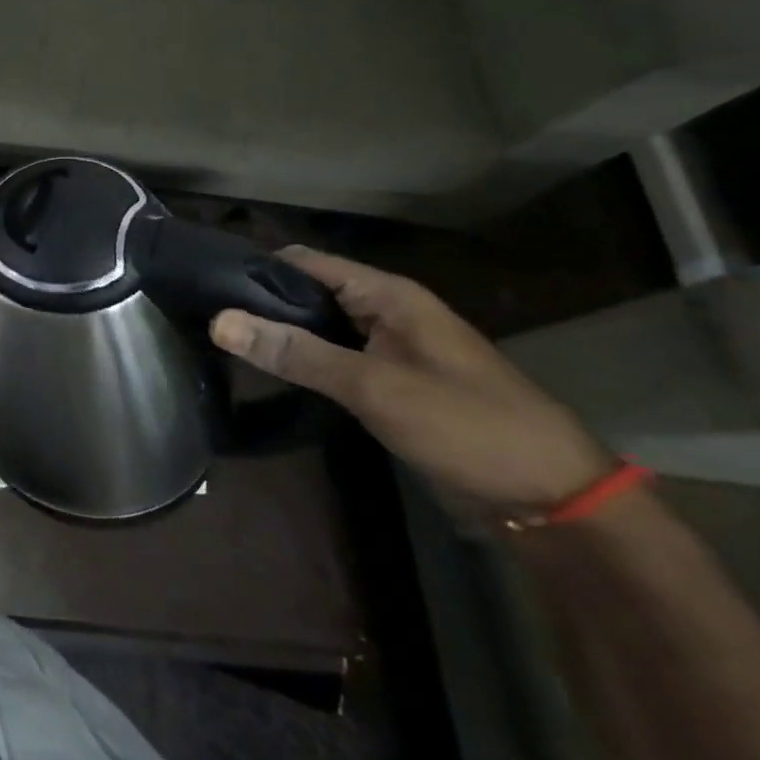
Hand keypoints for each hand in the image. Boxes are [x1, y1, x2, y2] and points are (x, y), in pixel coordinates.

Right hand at [210, 247, 614, 514]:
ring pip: (318, 325)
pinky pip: (334, 355)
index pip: (302, 262)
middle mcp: (385, 310)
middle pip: (307, 291)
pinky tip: (271, 373)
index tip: (205, 285)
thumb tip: (219, 321)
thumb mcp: (373, 387)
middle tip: (205, 319)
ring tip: (226, 344)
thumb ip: (295, 353)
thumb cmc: (466, 425)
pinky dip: (303, 359)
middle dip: (260, 303)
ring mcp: (390, 345)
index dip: (255, 268)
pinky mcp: (391, 378)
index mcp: (387, 295)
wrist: (554, 498)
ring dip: (280, 333)